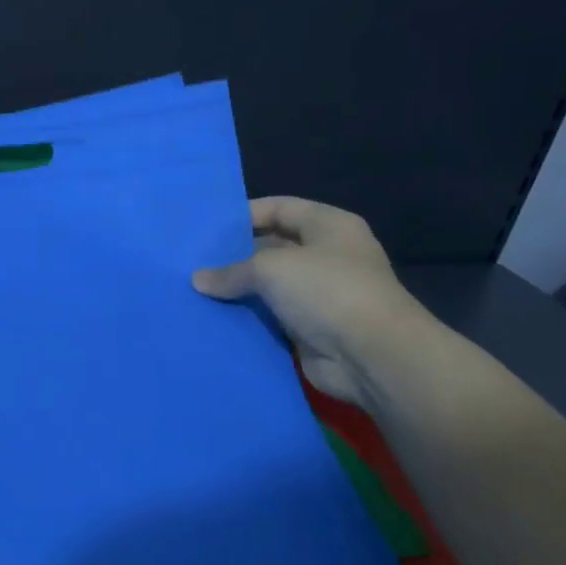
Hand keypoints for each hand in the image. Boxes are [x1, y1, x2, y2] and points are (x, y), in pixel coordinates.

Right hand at [191, 197, 427, 405]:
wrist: (372, 357)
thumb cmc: (327, 291)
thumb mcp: (270, 268)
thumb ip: (231, 271)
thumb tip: (198, 280)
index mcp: (328, 226)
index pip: (279, 208)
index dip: (243, 214)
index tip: (206, 228)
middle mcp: (327, 255)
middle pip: (271, 246)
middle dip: (235, 254)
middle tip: (193, 260)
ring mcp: (320, 294)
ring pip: (269, 284)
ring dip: (239, 289)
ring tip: (195, 288)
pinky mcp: (311, 328)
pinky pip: (271, 316)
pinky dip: (247, 317)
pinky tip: (214, 315)